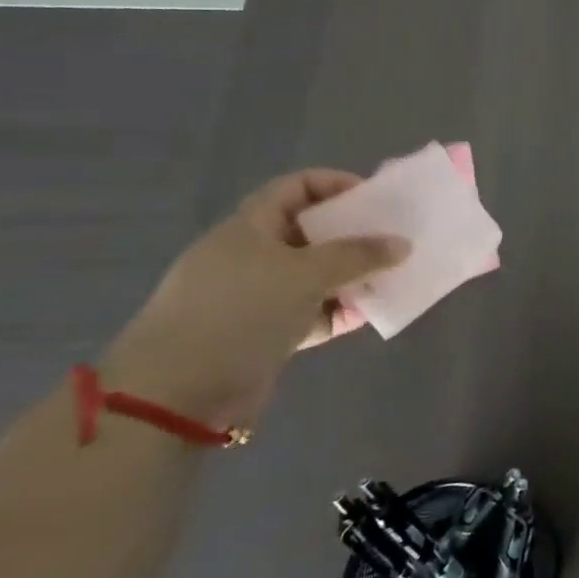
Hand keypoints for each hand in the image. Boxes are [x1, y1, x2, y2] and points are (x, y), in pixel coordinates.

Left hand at [100, 171, 409, 429]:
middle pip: (310, 232)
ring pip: (314, 275)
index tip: (375, 199)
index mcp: (250, 226)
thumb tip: (403, 244)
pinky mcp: (263, 333)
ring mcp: (255, 296)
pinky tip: (368, 315)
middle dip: (353, 234)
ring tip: (391, 279)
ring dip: (352, 276)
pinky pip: (311, 312)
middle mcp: (251, 255)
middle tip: (392, 239)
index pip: (296, 187)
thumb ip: (359, 255)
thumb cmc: (241, 311)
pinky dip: (338, 311)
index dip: (336, 184)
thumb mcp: (307, 274)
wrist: (176, 393)